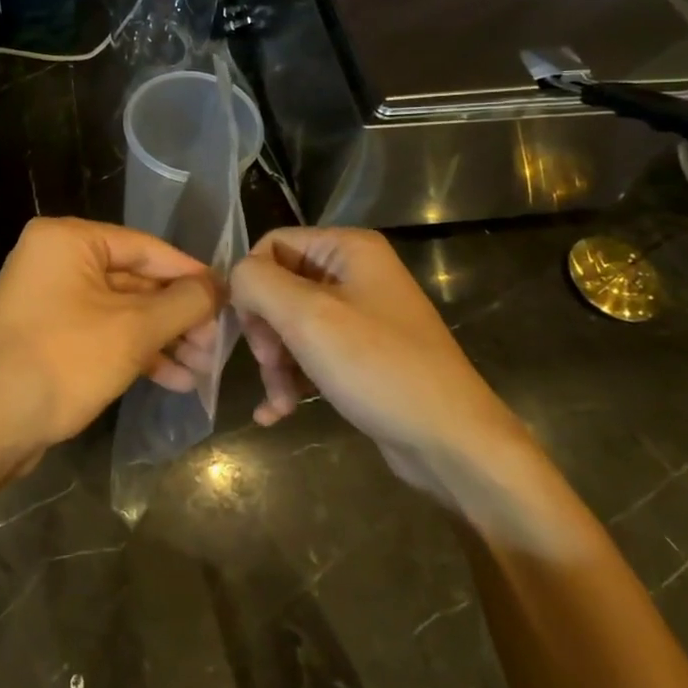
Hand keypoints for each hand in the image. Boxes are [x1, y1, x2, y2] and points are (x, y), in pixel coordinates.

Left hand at [0, 217, 221, 471]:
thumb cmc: (64, 363)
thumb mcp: (134, 331)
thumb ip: (184, 303)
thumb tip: (220, 287)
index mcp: (68, 240)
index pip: (146, 248)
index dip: (191, 275)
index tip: (228, 300)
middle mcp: (55, 258)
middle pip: (135, 280)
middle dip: (178, 317)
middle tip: (216, 345)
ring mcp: (49, 296)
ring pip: (121, 309)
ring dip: (162, 338)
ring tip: (203, 369)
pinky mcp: (48, 332)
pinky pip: (101, 330)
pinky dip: (135, 351)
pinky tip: (174, 379)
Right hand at [230, 227, 526, 495]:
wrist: (451, 442)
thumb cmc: (378, 368)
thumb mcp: (308, 317)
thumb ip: (257, 283)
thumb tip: (236, 279)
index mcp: (349, 249)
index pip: (272, 245)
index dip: (252, 284)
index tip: (252, 330)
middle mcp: (356, 273)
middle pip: (279, 287)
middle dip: (266, 331)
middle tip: (270, 366)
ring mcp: (361, 316)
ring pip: (291, 326)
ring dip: (276, 363)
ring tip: (279, 401)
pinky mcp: (363, 356)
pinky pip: (312, 355)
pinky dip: (292, 380)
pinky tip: (276, 413)